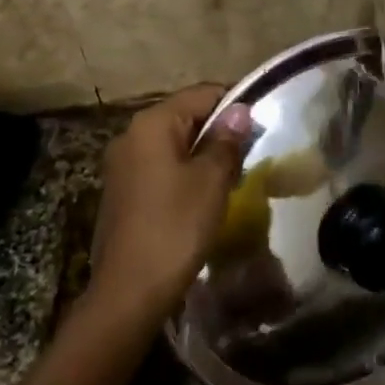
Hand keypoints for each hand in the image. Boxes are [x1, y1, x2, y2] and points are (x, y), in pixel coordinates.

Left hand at [88, 84, 252, 321]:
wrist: (130, 290)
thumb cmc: (176, 226)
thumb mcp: (212, 180)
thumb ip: (227, 140)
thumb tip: (240, 110)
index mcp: (152, 124)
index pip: (202, 94)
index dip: (235, 104)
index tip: (262, 126)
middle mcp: (131, 135)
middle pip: (186, 117)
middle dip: (219, 131)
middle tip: (250, 155)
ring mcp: (122, 165)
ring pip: (174, 144)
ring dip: (204, 155)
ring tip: (231, 178)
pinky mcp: (122, 191)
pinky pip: (161, 167)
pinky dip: (184, 173)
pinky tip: (203, 197)